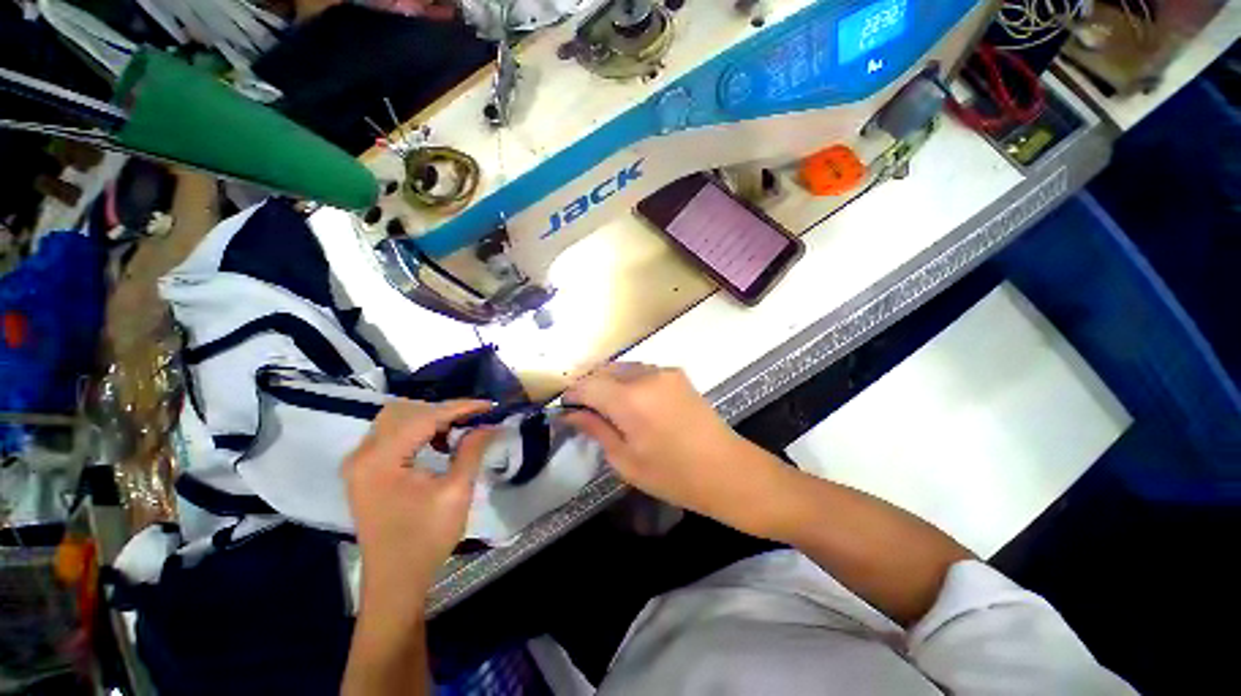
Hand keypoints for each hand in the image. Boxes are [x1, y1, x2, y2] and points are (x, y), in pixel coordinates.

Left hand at [343, 399, 493, 605]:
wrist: (396, 580)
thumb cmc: (426, 538)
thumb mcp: (456, 492)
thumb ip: (472, 451)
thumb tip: (489, 424)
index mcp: (381, 460)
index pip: (424, 417)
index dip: (460, 408)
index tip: (489, 405)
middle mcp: (362, 455)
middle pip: (404, 411)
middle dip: (442, 411)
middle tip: (473, 420)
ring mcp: (359, 463)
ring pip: (396, 420)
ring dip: (429, 419)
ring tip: (458, 430)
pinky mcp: (364, 471)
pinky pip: (391, 435)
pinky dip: (417, 432)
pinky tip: (438, 443)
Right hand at [563, 364, 787, 533]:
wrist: (728, 470)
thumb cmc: (674, 475)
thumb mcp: (626, 460)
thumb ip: (596, 429)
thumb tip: (569, 414)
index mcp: (630, 399)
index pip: (587, 385)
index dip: (572, 394)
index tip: (565, 409)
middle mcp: (646, 375)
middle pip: (604, 371)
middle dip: (589, 387)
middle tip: (583, 410)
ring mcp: (664, 371)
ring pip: (623, 368)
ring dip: (609, 382)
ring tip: (605, 407)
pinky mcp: (677, 374)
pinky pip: (642, 371)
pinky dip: (628, 381)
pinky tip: (631, 402)